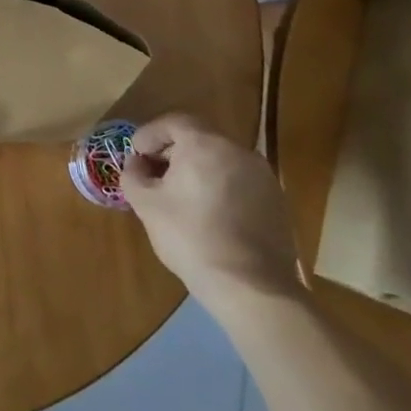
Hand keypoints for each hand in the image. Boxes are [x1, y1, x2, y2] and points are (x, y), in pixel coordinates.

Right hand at [119, 113, 303, 315]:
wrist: (252, 288)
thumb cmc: (191, 238)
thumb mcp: (146, 204)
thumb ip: (134, 174)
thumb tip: (137, 164)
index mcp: (204, 145)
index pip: (174, 122)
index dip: (151, 134)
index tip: (137, 154)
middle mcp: (238, 152)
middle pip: (199, 139)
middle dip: (173, 152)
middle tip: (156, 174)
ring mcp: (263, 177)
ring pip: (221, 161)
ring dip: (199, 170)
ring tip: (182, 197)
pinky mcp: (277, 202)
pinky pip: (240, 182)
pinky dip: (221, 188)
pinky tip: (210, 215)